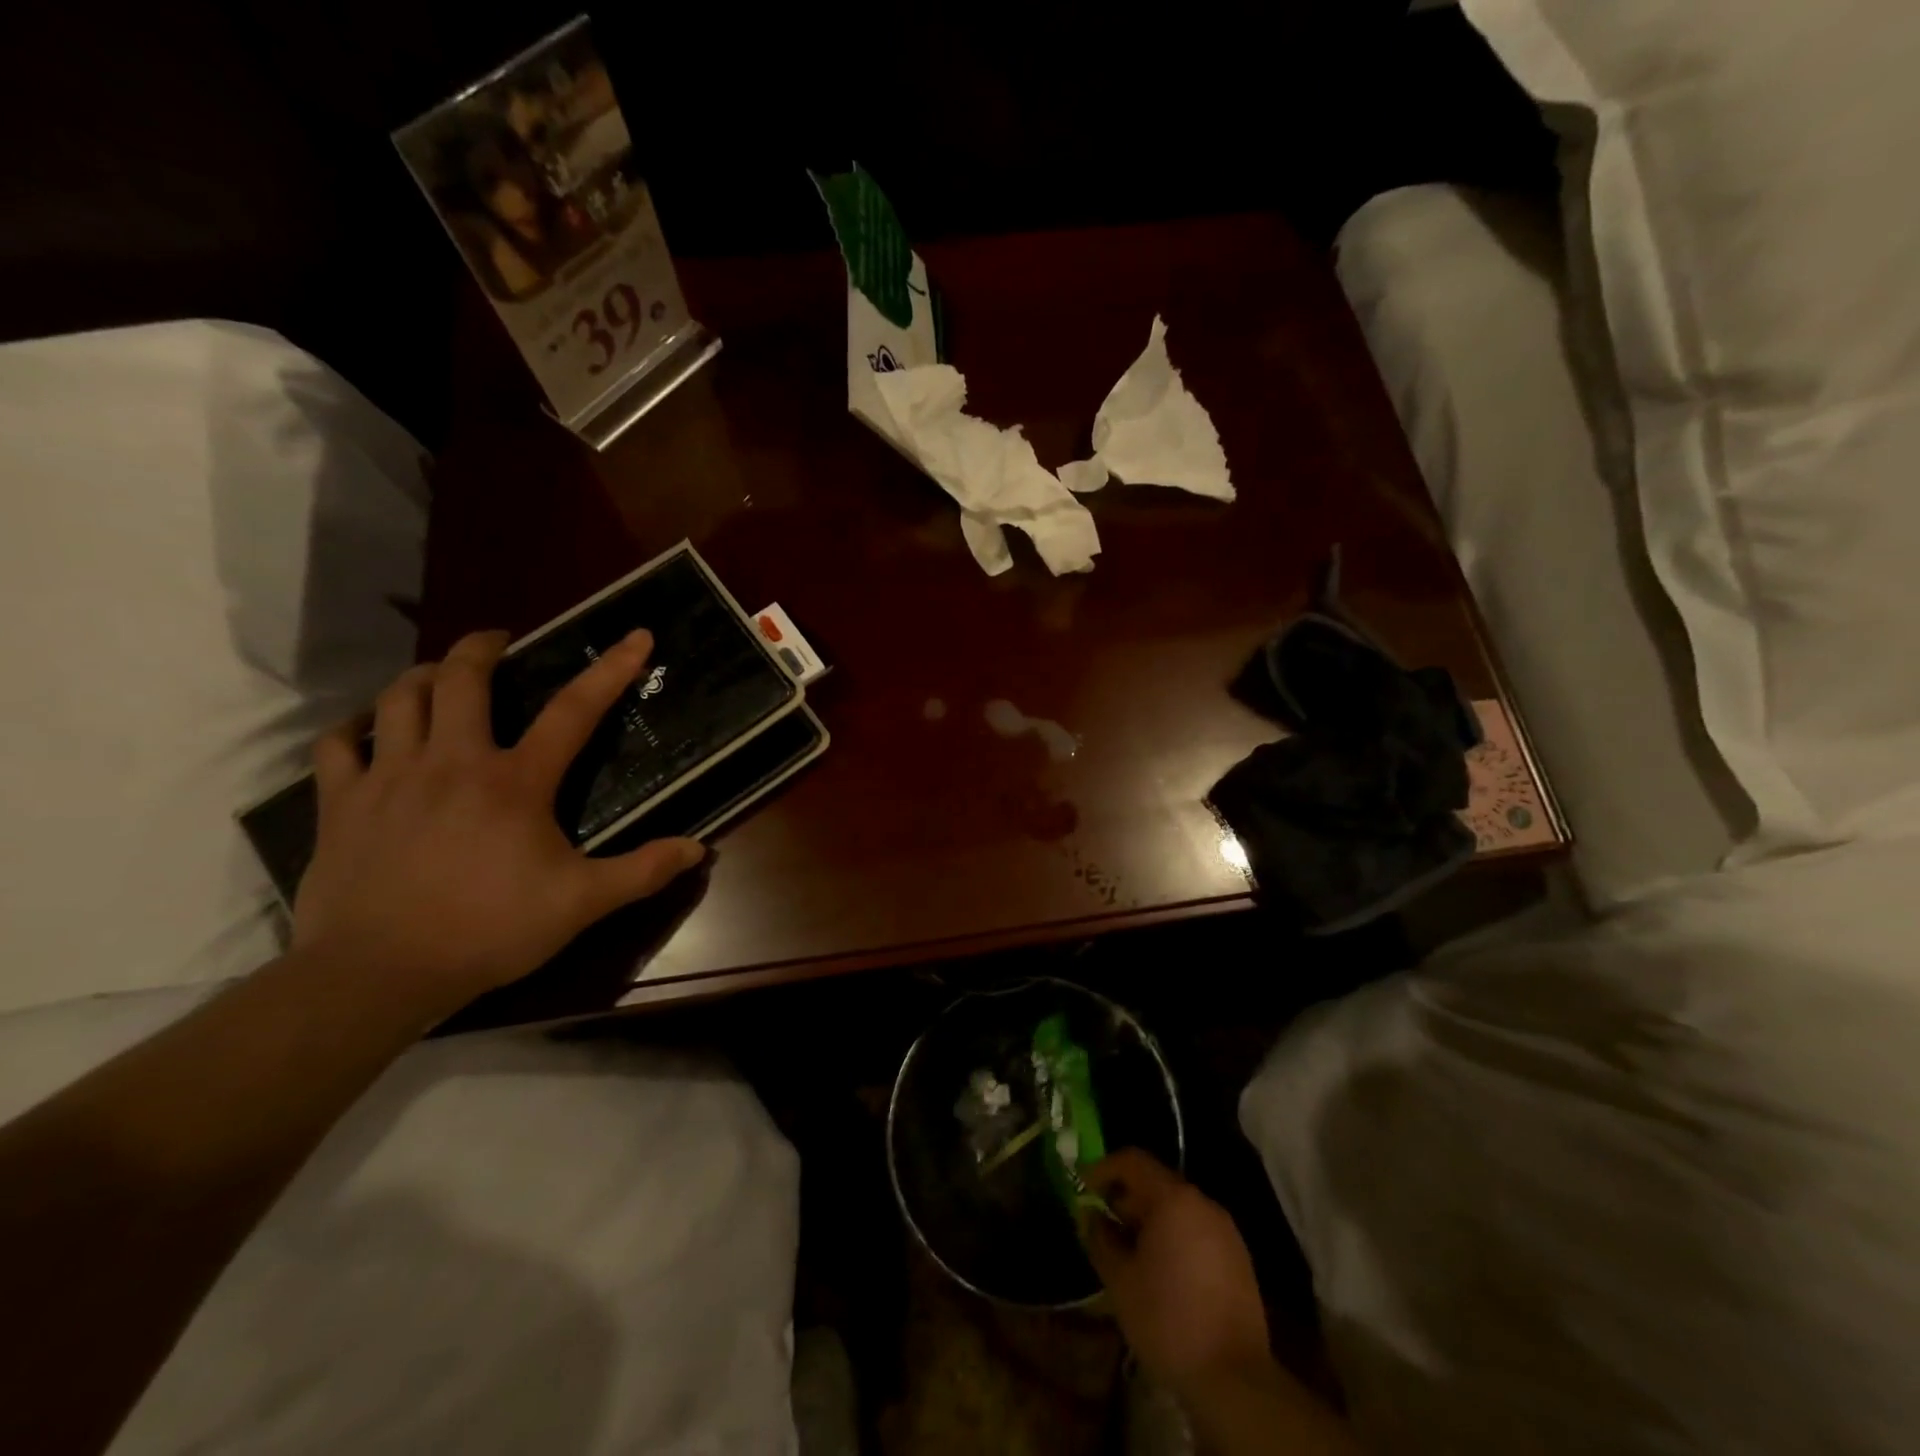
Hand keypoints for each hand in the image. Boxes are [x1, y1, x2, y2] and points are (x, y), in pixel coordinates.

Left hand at [292, 629, 704, 1016]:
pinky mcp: (341, 803)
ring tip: (443, 675)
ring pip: (400, 698)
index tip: (635, 635)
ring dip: (425, 675)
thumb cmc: (489, 931)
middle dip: (484, 647)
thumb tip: (699, 848)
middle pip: (462, 679)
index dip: (610, 669)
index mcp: (515, 781)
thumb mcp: (581, 904)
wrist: (377, 974)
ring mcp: (390, 778)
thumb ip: (642, 871)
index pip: (573, 710)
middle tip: (501, 641)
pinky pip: (338, 744)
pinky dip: (356, 726)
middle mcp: (453, 762)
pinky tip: (369, 728)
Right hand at [1085, 1150, 1271, 1398]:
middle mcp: (1203, 1203)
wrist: (1235, 1381)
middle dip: (1126, 1199)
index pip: (1133, 1160)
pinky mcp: (1239, 1259)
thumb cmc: (1168, 1320)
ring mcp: (1226, 1231)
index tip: (1084, 1188)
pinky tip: (1163, 1272)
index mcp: (1173, 1199)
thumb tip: (1090, 1216)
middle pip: (1157, 1182)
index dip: (1104, 1169)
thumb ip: (1100, 1238)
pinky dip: (1174, 1237)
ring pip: (1178, 1209)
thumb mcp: (1119, 1280)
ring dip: (1150, 1220)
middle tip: (1104, 1225)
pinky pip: (1197, 1231)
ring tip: (1130, 1252)